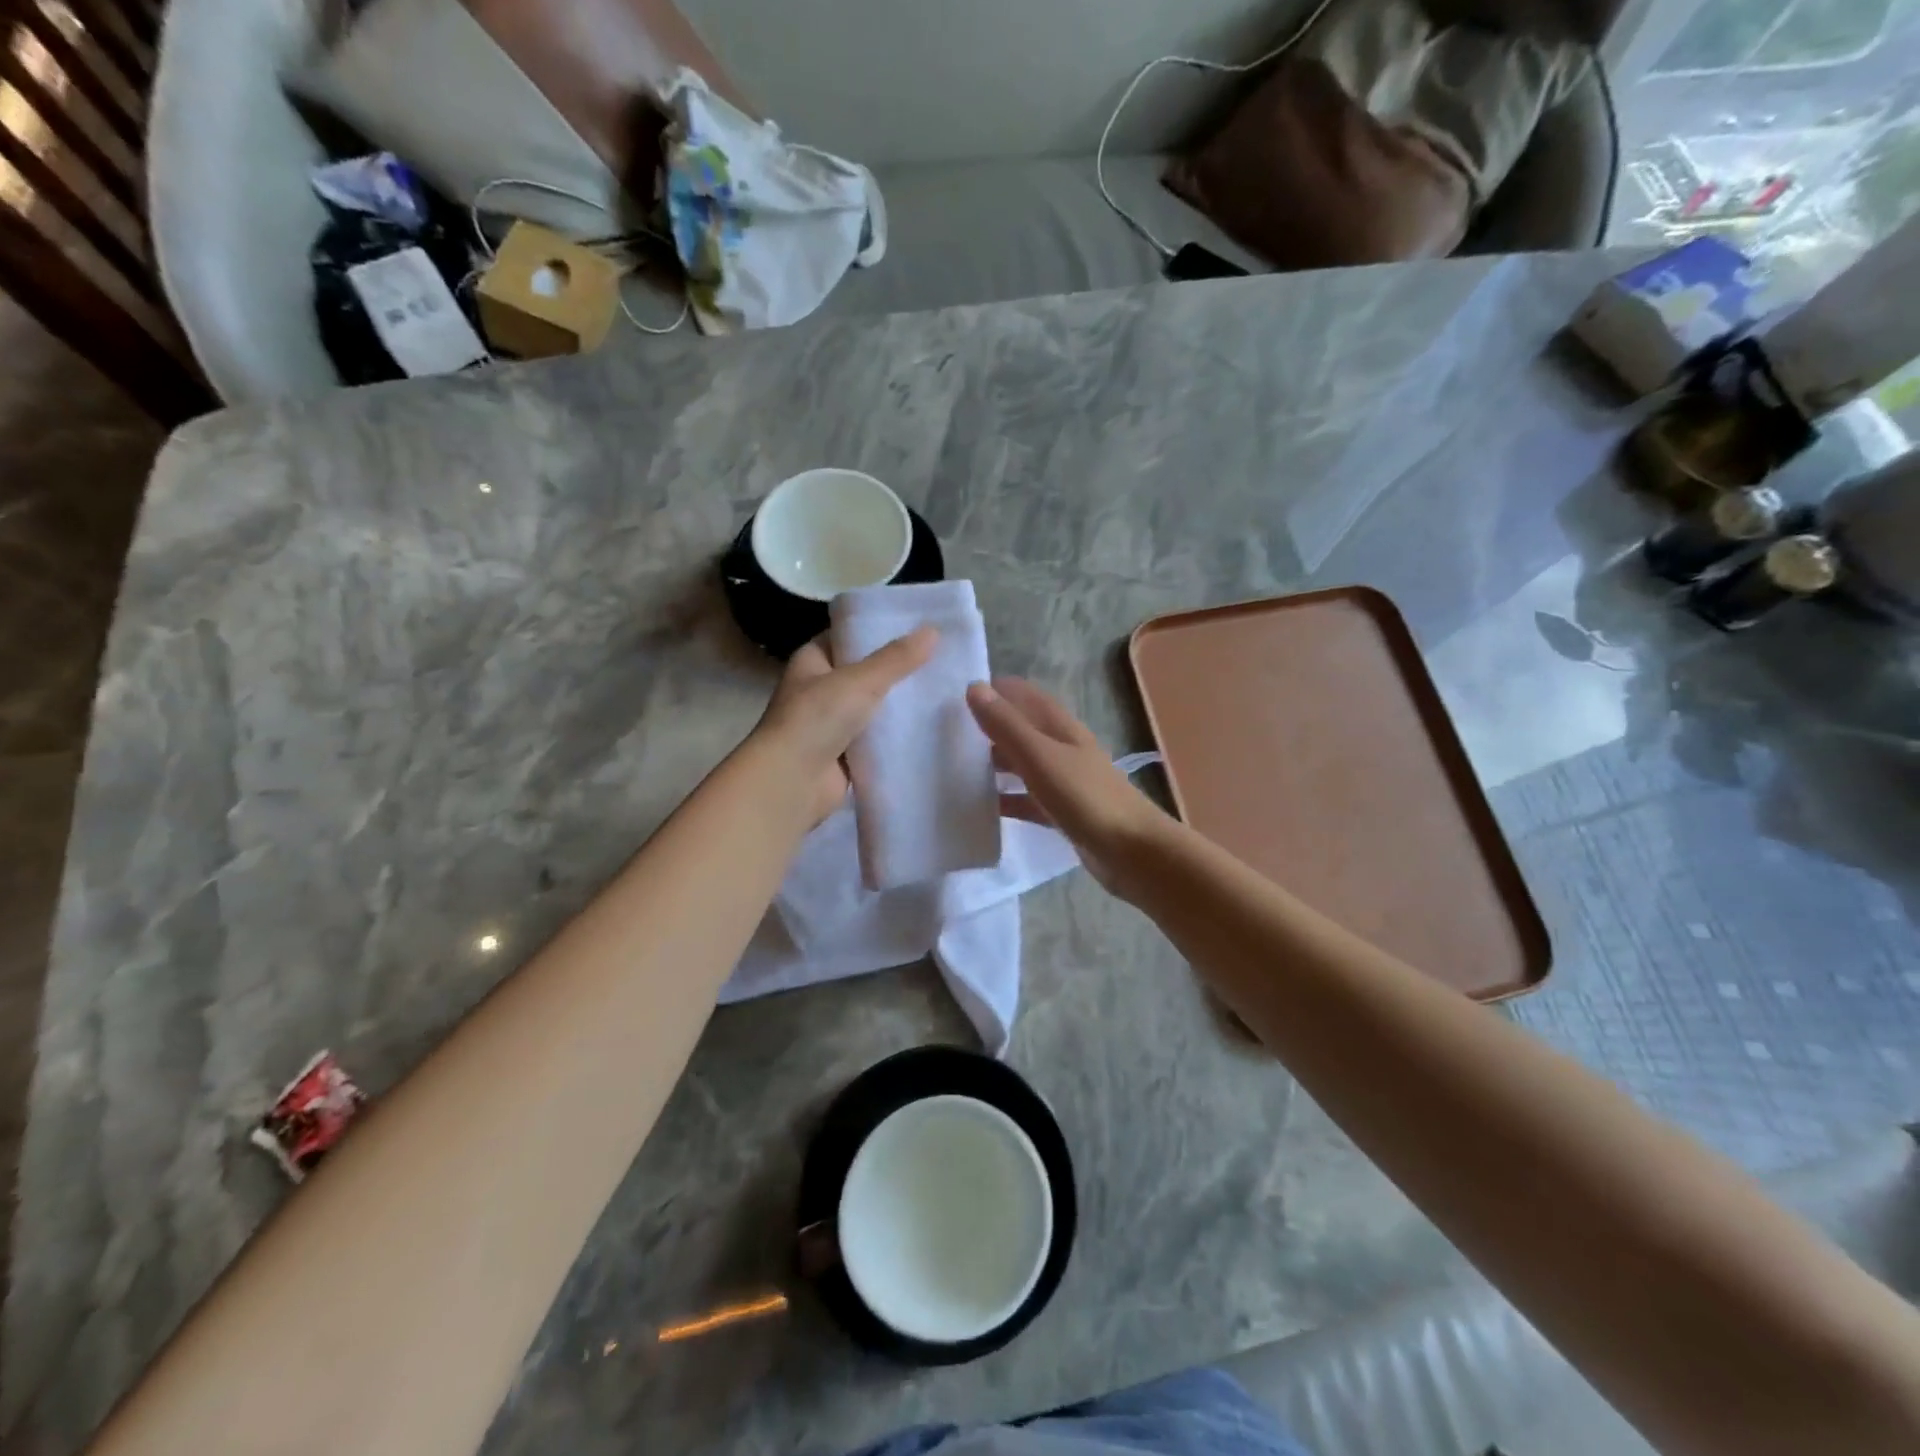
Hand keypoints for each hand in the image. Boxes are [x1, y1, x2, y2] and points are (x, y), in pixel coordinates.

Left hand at [754, 628, 936, 825]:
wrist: (792, 782)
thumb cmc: (817, 718)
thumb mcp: (860, 680)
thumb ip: (897, 659)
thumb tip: (933, 631)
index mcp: (813, 661)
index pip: (849, 636)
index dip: (880, 630)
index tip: (919, 626)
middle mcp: (820, 688)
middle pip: (865, 672)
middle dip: (898, 668)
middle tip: (942, 657)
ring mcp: (832, 723)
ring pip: (873, 706)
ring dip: (900, 703)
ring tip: (944, 688)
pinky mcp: (846, 754)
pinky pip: (877, 738)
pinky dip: (897, 735)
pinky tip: (931, 726)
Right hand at [965, 678, 1169, 894]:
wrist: (1132, 852)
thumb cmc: (1086, 797)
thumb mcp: (1040, 757)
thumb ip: (1006, 725)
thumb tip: (974, 686)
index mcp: (1060, 727)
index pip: (1023, 695)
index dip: (994, 691)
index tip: (952, 697)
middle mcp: (1062, 748)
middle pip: (1020, 729)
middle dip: (988, 728)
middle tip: (943, 734)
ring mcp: (1063, 781)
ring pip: (1021, 764)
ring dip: (993, 763)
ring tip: (952, 767)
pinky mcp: (1062, 812)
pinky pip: (1026, 799)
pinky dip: (1005, 799)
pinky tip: (979, 807)